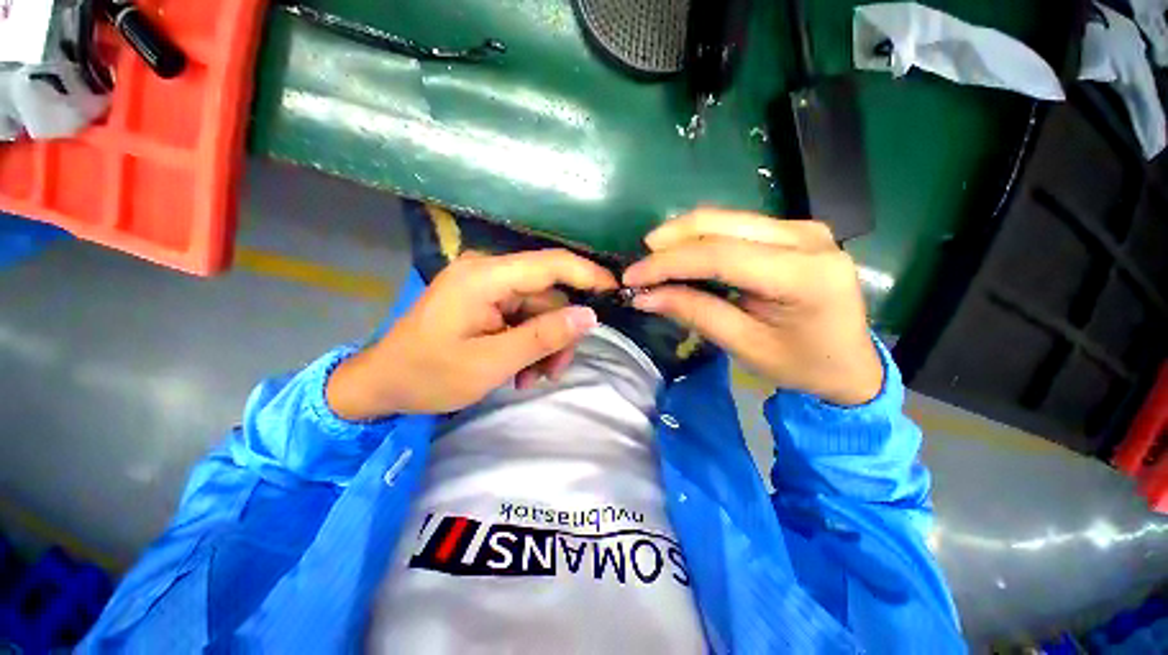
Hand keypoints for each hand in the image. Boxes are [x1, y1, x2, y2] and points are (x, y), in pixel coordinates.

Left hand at [327, 250, 617, 419]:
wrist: (383, 383)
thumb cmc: (429, 375)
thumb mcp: (492, 362)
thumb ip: (542, 337)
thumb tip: (590, 316)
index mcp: (485, 277)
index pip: (550, 264)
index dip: (588, 274)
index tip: (616, 292)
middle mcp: (488, 272)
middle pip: (547, 296)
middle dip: (557, 335)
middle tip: (552, 373)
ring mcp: (486, 287)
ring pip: (538, 311)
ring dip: (542, 346)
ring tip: (530, 379)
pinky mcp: (485, 301)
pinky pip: (522, 317)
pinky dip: (528, 344)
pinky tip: (518, 370)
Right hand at [622, 209, 882, 405]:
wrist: (851, 363)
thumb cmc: (801, 365)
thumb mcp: (744, 346)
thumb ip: (695, 313)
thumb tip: (645, 296)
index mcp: (803, 276)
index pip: (720, 256)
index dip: (669, 264)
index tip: (632, 277)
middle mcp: (807, 238)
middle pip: (721, 224)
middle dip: (670, 241)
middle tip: (640, 264)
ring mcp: (803, 229)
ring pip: (726, 219)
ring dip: (682, 236)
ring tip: (655, 260)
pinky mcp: (794, 232)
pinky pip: (736, 226)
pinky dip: (702, 239)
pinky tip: (684, 255)